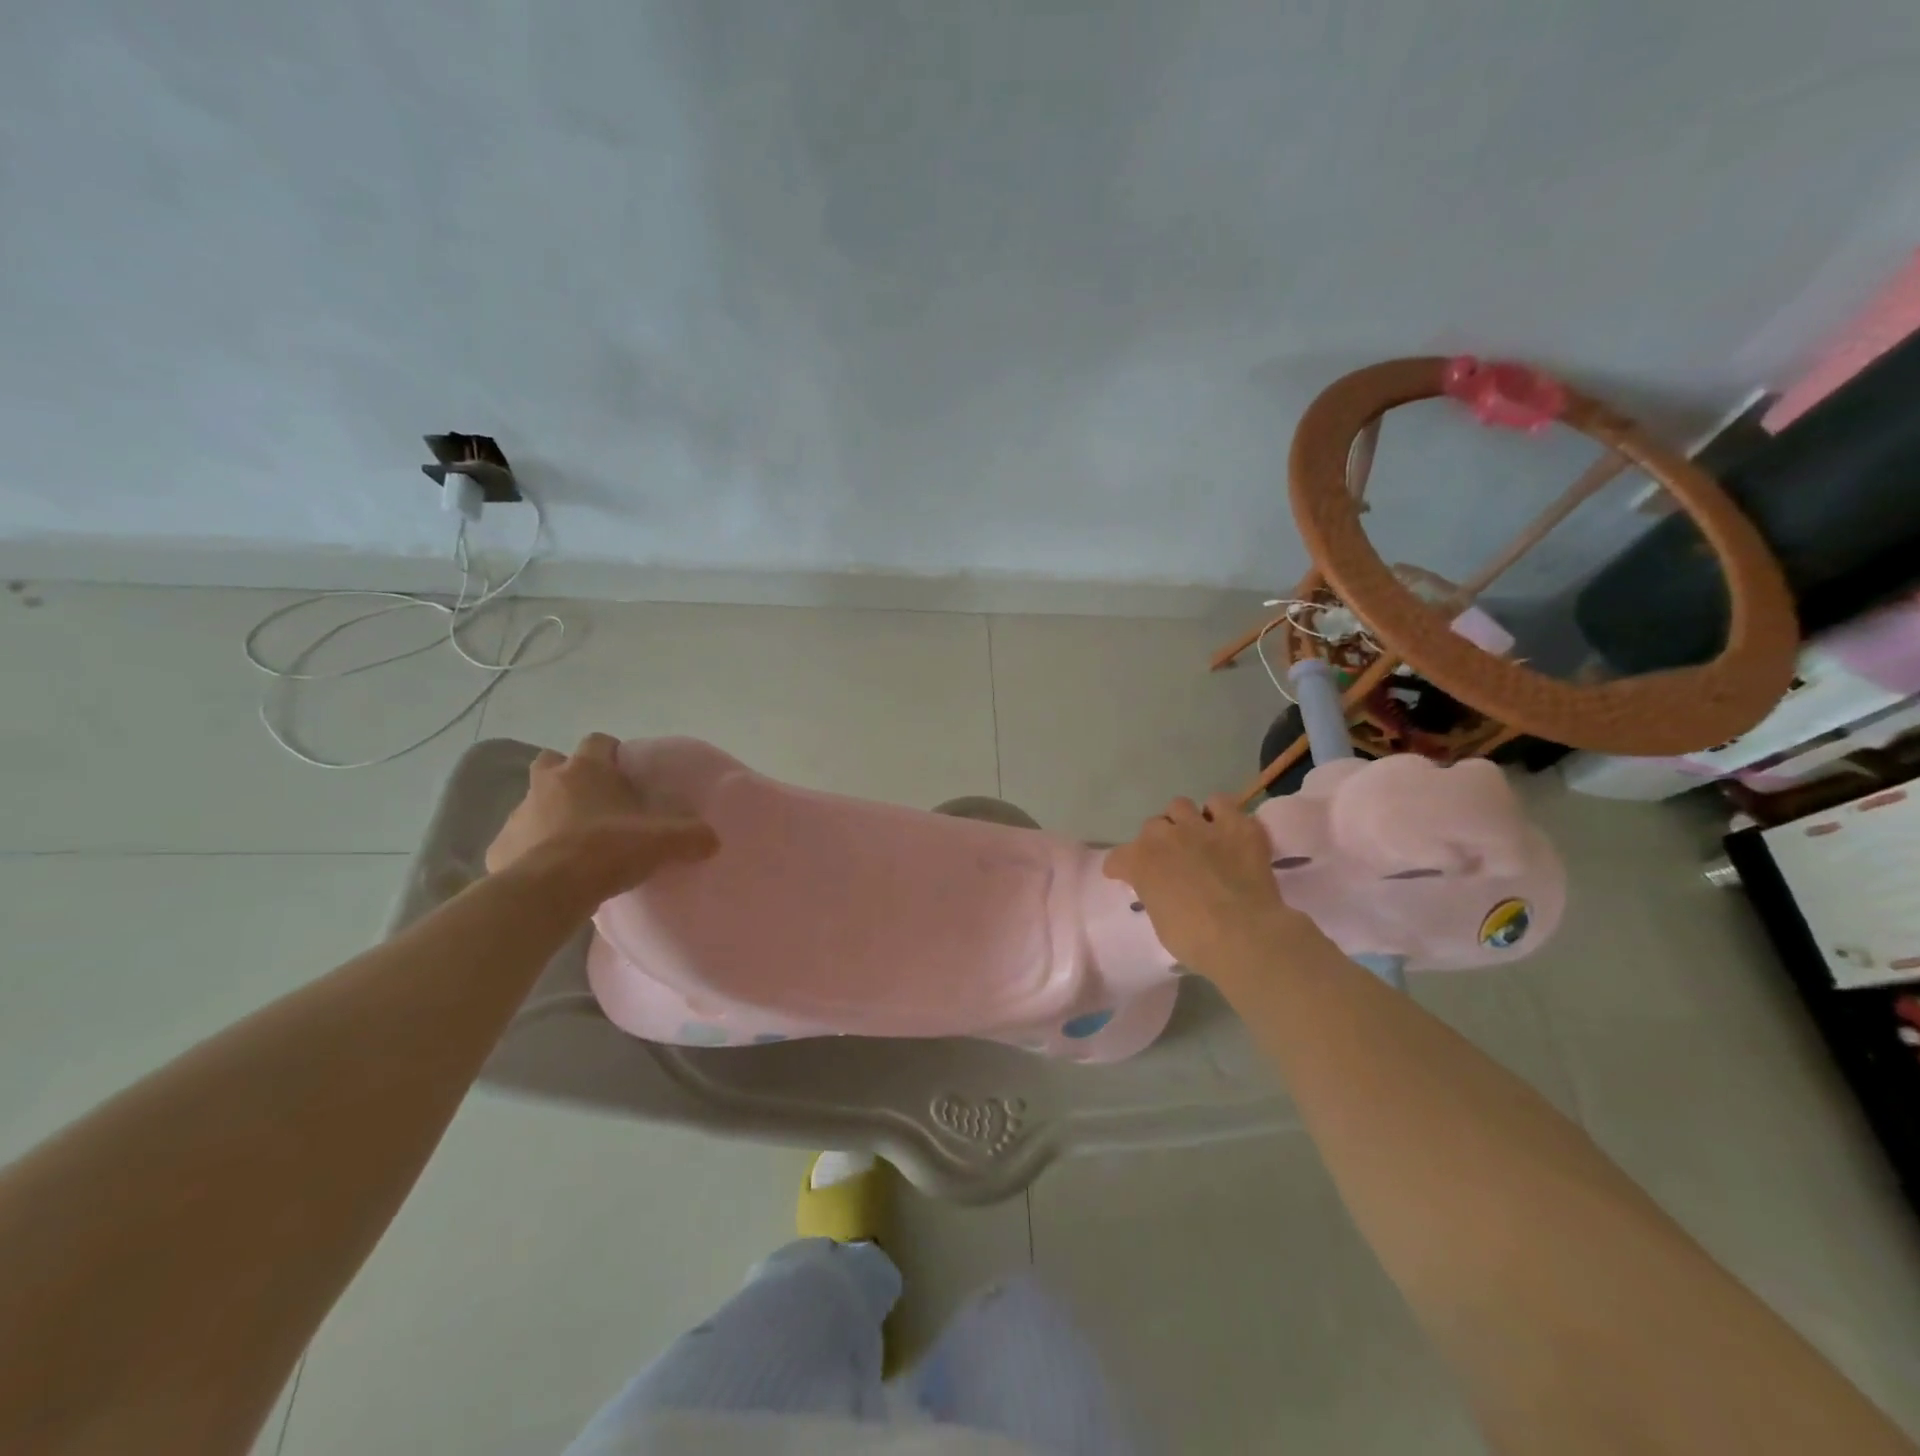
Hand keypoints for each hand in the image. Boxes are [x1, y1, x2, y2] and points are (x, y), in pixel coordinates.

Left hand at [485, 733, 717, 905]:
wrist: (550, 890)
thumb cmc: (608, 849)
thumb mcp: (663, 841)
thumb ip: (692, 835)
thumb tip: (712, 840)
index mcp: (586, 769)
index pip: (598, 742)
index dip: (611, 754)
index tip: (626, 774)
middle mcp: (547, 782)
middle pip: (553, 763)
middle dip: (569, 776)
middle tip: (594, 802)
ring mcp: (518, 814)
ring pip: (534, 803)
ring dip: (550, 814)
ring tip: (574, 842)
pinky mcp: (499, 848)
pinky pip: (517, 842)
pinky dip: (531, 850)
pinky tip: (550, 870)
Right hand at [1104, 794, 1312, 977]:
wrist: (1244, 936)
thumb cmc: (1196, 940)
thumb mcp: (1160, 921)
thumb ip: (1155, 894)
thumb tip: (1163, 890)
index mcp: (1140, 861)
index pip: (1117, 858)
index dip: (1121, 869)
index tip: (1125, 877)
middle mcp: (1165, 836)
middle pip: (1152, 826)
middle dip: (1158, 841)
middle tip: (1172, 859)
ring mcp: (1201, 827)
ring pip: (1180, 805)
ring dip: (1183, 820)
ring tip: (1196, 836)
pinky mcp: (1237, 826)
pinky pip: (1222, 803)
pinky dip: (1221, 814)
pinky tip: (1226, 829)